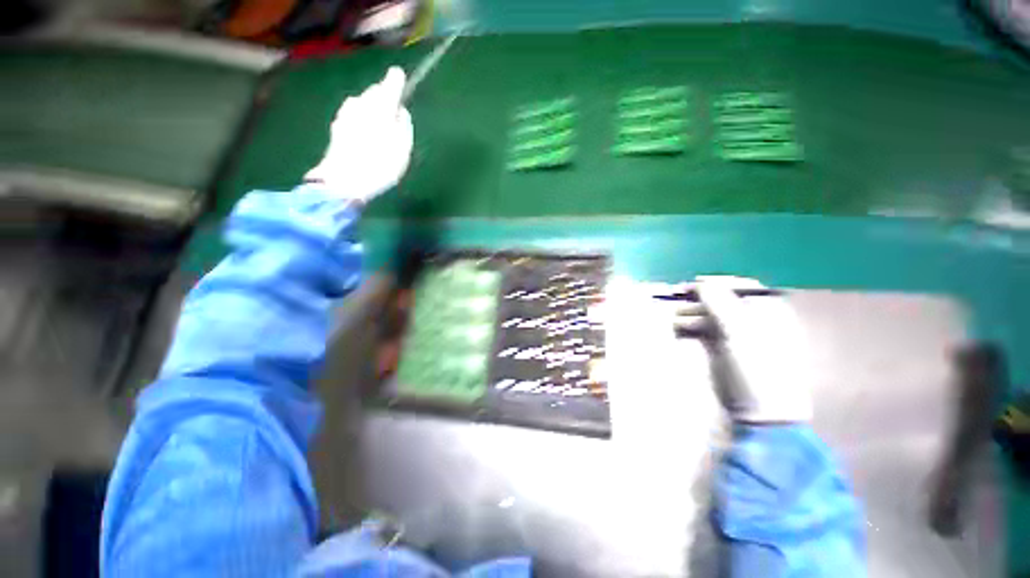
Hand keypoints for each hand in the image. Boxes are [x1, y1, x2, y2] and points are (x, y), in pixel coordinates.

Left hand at [305, 66, 413, 203]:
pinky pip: (353, 115)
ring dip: (370, 108)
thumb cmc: (380, 165)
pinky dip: (361, 118)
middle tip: (392, 107)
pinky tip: (365, 133)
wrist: (345, 181)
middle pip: (373, 93)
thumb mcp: (402, 149)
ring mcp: (345, 115)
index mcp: (380, 108)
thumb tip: (400, 112)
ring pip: (361, 103)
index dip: (395, 81)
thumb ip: (403, 126)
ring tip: (379, 122)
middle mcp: (360, 105)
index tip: (399, 75)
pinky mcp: (337, 127)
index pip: (389, 86)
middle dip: (382, 97)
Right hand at [677, 276, 811, 423]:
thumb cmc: (758, 369)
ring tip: (675, 319)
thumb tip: (701, 282)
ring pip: (707, 315)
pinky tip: (678, 331)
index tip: (692, 285)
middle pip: (720, 300)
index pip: (740, 286)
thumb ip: (720, 304)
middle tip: (676, 302)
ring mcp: (735, 335)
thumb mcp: (740, 333)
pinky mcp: (720, 349)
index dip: (715, 283)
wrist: (761, 413)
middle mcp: (751, 320)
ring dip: (689, 314)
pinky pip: (700, 331)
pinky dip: (688, 328)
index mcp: (768, 312)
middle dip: (697, 300)